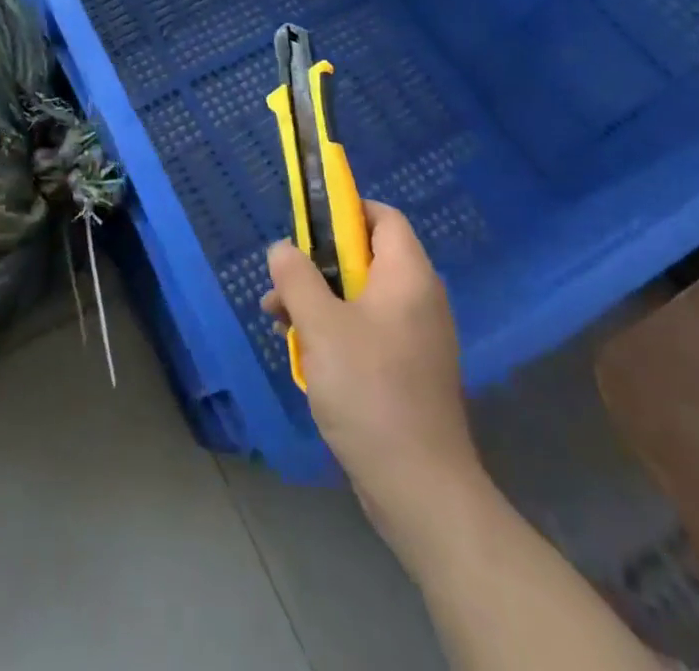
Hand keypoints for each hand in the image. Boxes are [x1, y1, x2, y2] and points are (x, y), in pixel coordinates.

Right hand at [263, 201, 480, 551]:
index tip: (306, 225)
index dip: (345, 210)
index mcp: (408, 276)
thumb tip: (283, 249)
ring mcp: (415, 337)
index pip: (383, 217)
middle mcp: (418, 299)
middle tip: (283, 282)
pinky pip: (367, 330)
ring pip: (360, 297)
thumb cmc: (370, 391)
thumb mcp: (321, 326)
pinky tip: (304, 354)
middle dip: (318, 264)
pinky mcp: (407, 370)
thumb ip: (297, 278)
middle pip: (365, 256)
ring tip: (279, 320)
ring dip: (319, 301)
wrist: (420, 488)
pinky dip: (335, 330)